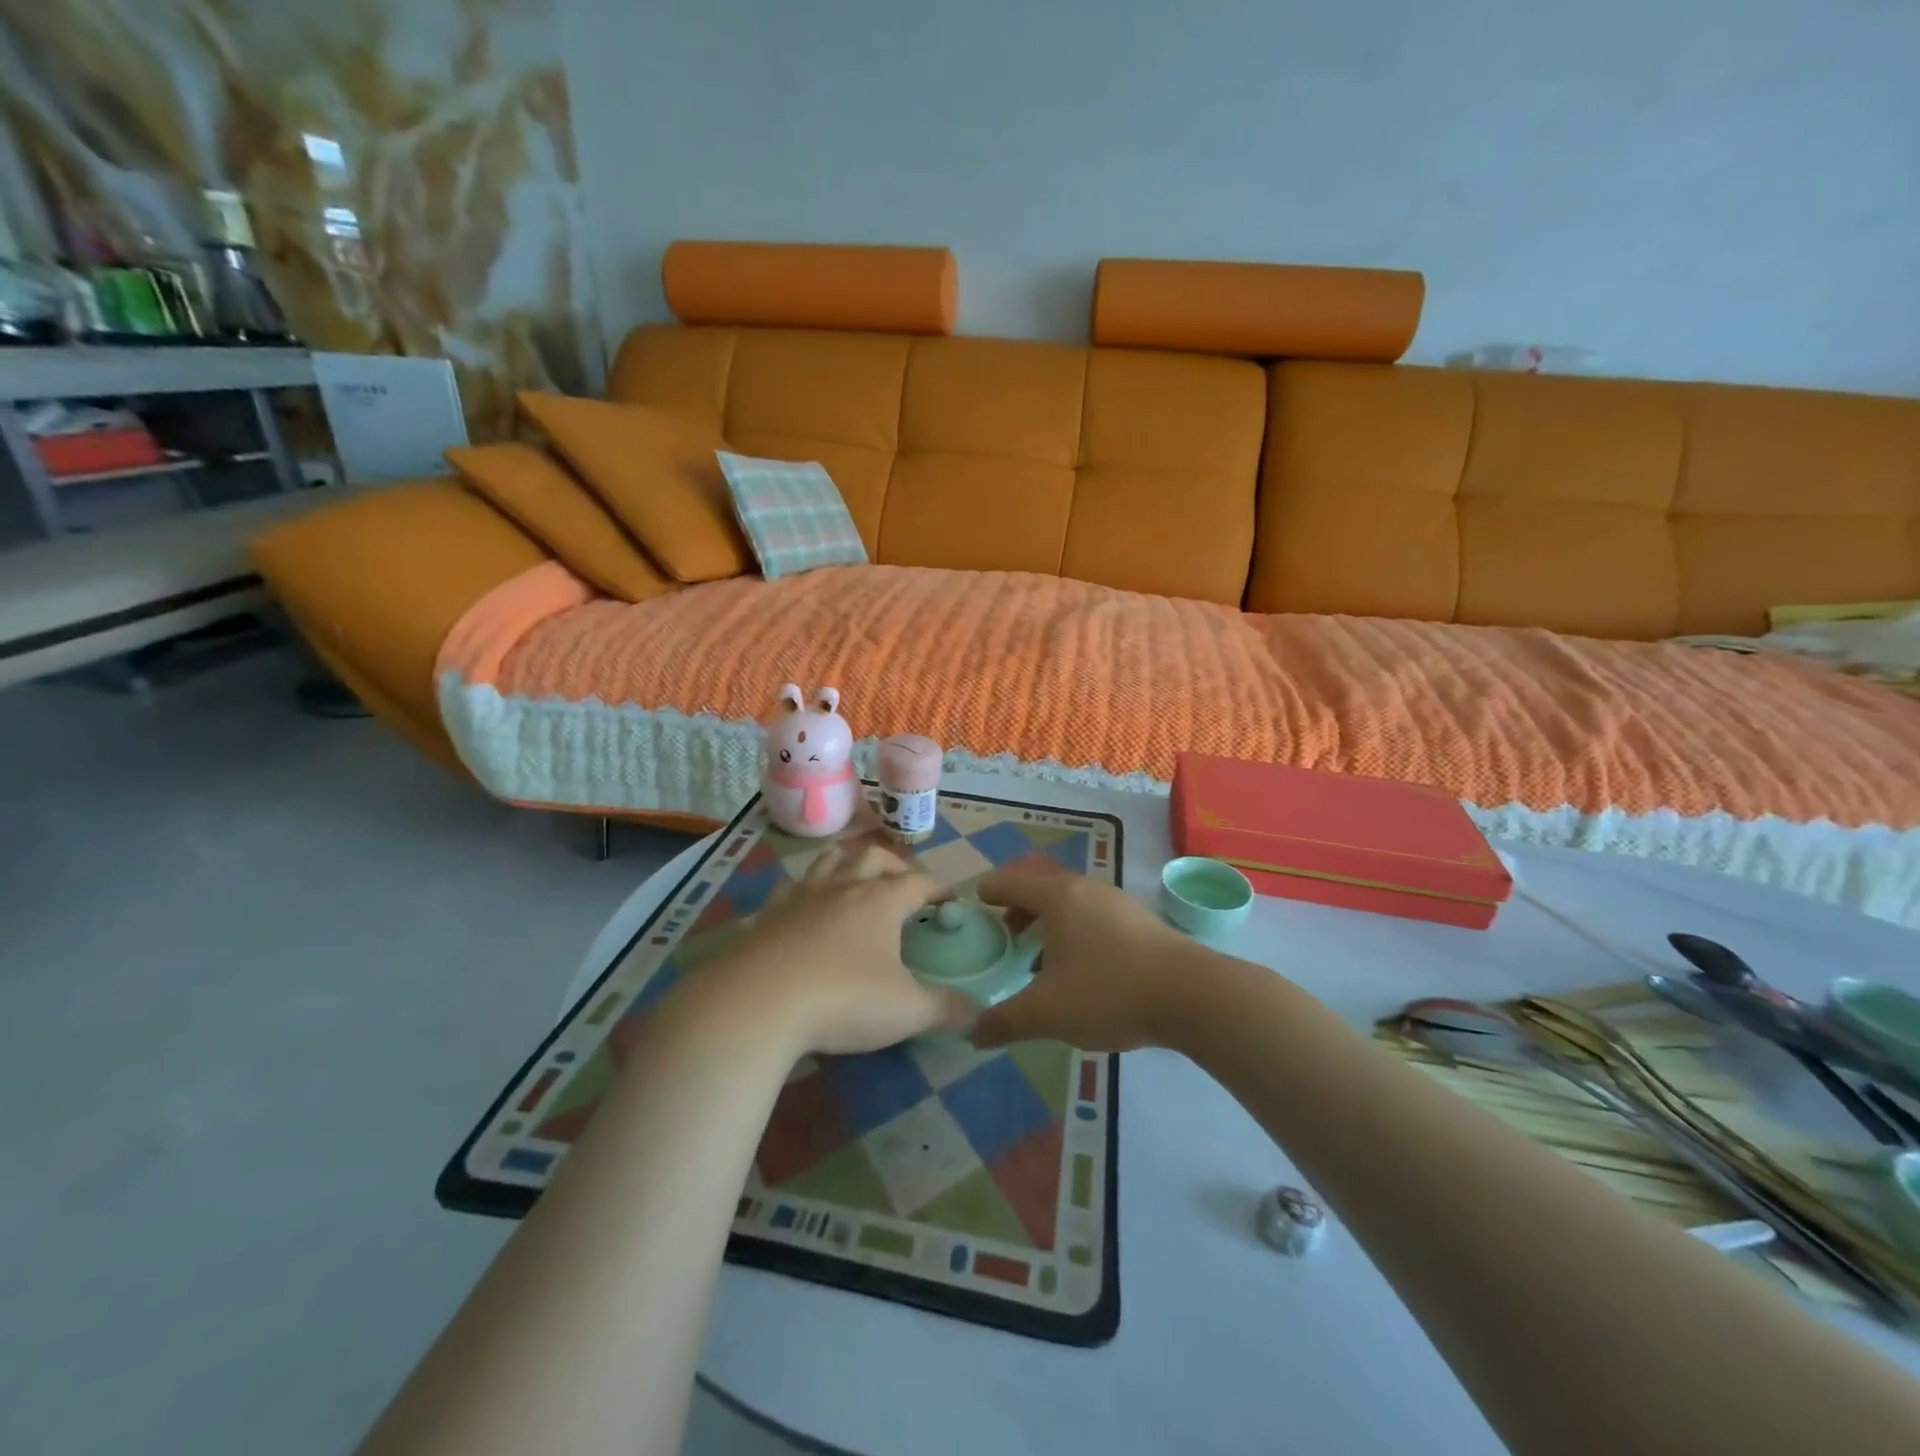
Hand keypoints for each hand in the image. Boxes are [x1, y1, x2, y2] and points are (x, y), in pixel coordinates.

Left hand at [709, 843, 973, 1056]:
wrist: (756, 1003)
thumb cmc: (843, 1000)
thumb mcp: (905, 1012)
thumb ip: (944, 1010)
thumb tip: (976, 1012)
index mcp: (882, 900)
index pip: (920, 881)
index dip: (939, 888)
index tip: (950, 900)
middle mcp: (844, 886)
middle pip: (873, 857)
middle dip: (894, 866)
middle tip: (903, 886)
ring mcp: (802, 895)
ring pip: (830, 860)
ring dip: (849, 862)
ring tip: (856, 878)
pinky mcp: (768, 913)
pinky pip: (792, 886)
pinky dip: (807, 889)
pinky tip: (806, 906)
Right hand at [970, 864, 1201, 1051]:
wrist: (1192, 995)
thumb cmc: (1109, 991)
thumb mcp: (1048, 1012)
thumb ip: (1005, 1021)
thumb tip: (972, 1033)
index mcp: (1057, 897)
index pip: (1011, 881)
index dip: (988, 890)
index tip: (973, 902)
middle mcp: (1084, 889)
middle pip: (1040, 882)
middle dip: (1017, 900)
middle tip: (1002, 926)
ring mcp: (1115, 902)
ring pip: (1068, 898)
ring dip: (1046, 916)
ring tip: (1036, 952)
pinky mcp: (1137, 921)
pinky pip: (1090, 912)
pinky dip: (1071, 927)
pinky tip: (1075, 965)